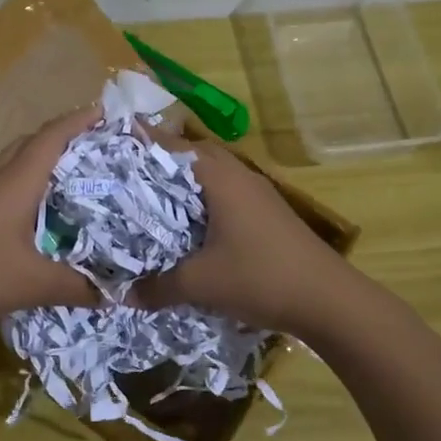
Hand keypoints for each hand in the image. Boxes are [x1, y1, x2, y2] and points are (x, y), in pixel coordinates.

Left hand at [0, 107, 101, 338]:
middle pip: (30, 144)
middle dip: (62, 138)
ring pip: (12, 165)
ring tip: (72, 178)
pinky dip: (24, 187)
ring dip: (40, 163)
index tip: (104, 112)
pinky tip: (36, 213)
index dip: (77, 121)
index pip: (51, 138)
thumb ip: (75, 287)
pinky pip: (1, 187)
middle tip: (94, 148)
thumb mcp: (32, 284)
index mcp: (15, 182)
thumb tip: (113, 294)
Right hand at [129, 129, 350, 333]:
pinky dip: (201, 203)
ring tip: (149, 199)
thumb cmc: (261, 277)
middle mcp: (239, 176)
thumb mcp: (201, 284)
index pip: (174, 146)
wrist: (328, 300)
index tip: (111, 140)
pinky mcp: (267, 215)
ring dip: (183, 184)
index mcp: (221, 178)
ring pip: (211, 178)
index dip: (143, 141)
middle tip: (124, 173)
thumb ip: (158, 286)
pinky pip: (224, 197)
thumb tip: (122, 295)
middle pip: (193, 157)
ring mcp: (257, 195)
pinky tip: (188, 227)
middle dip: (159, 162)